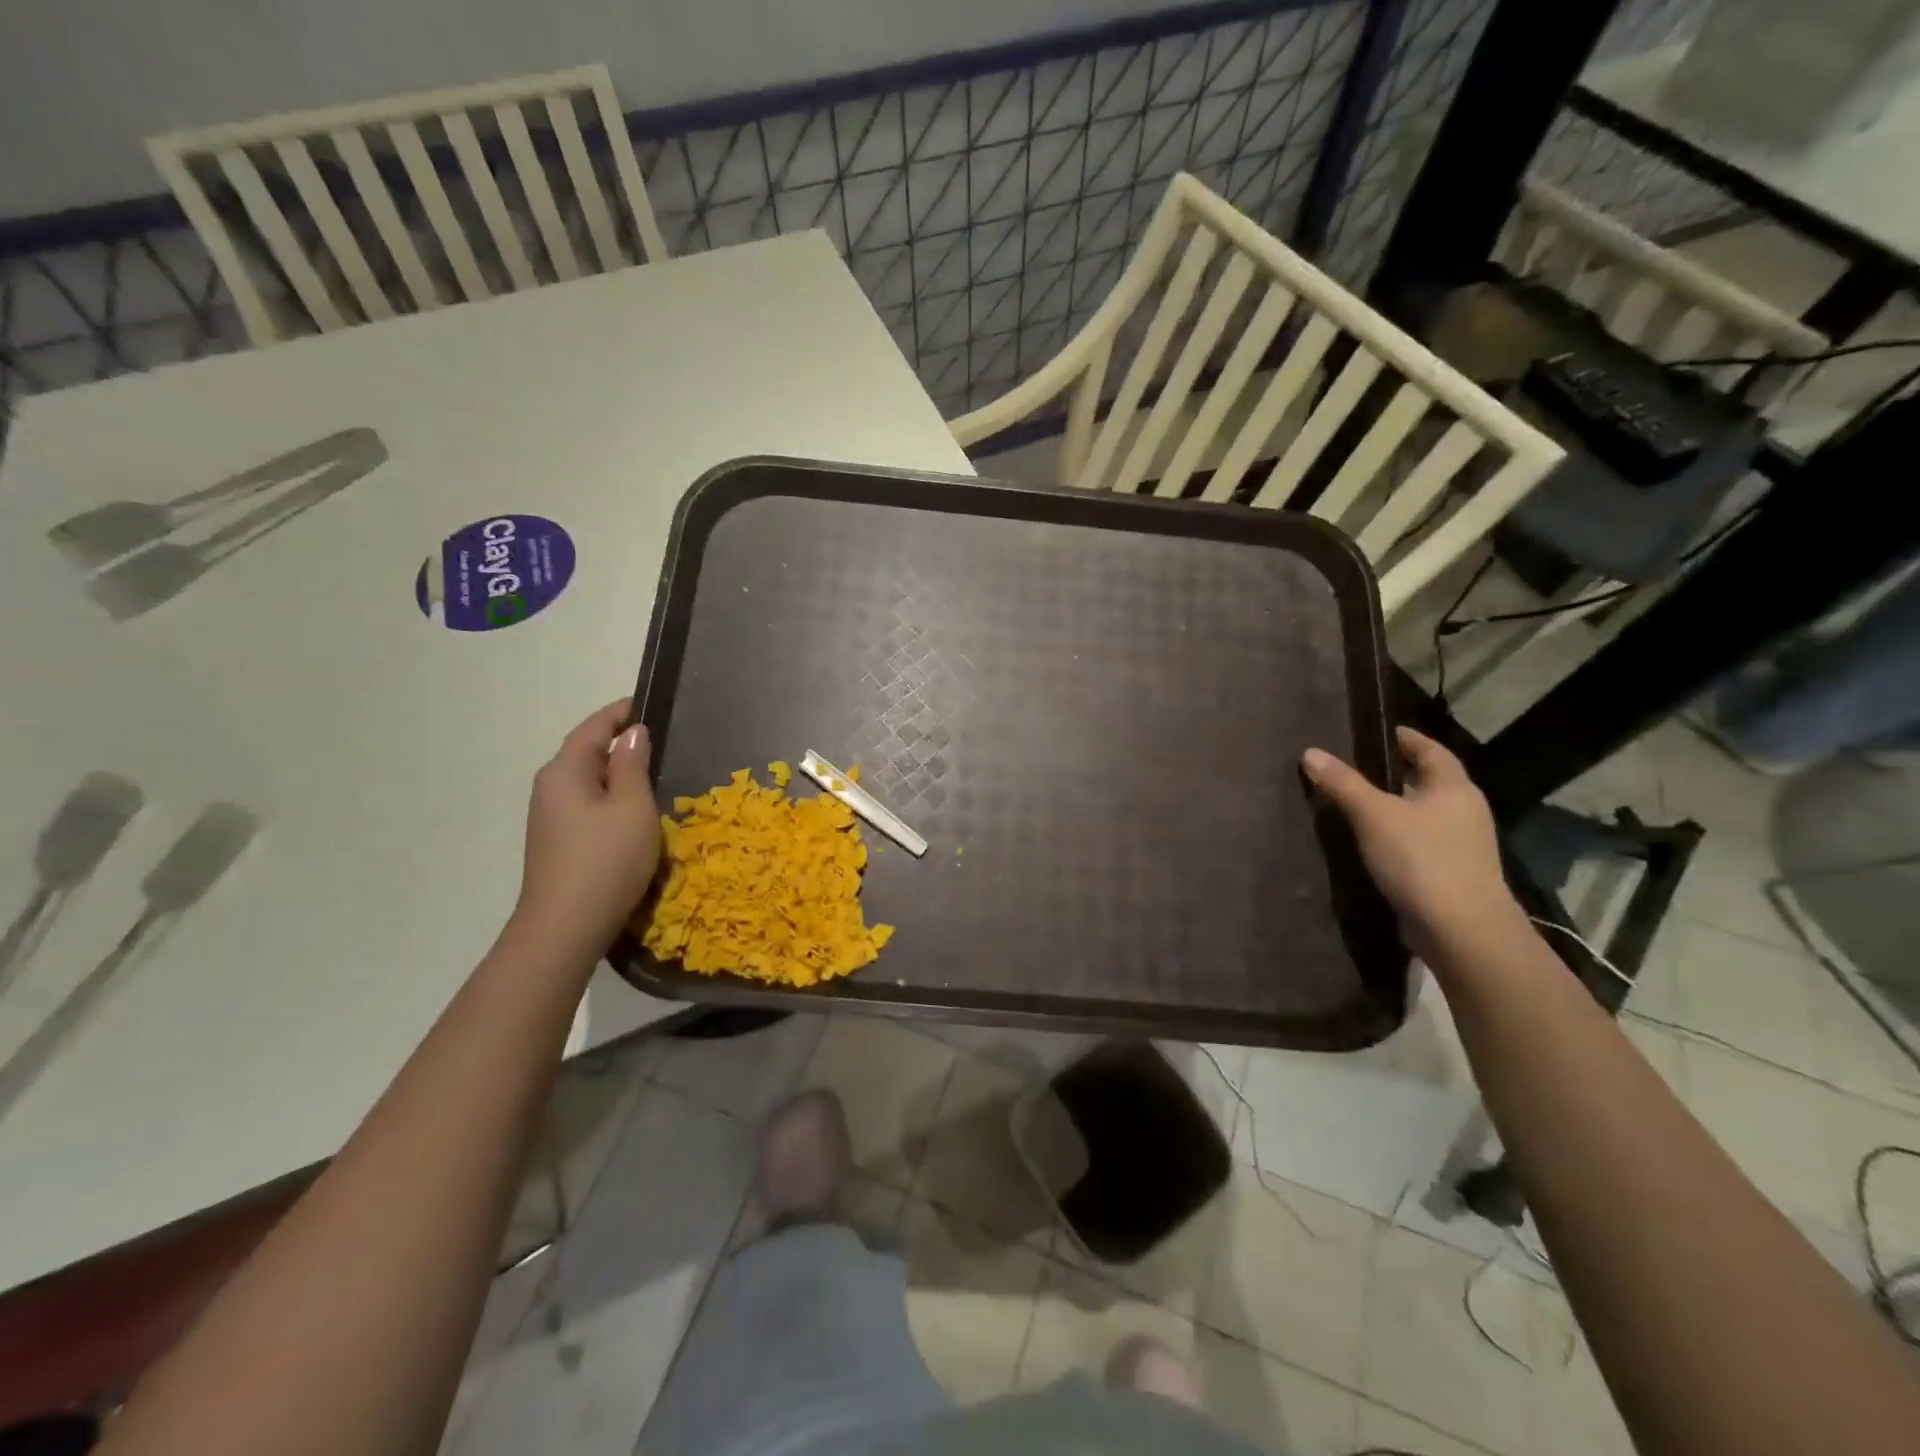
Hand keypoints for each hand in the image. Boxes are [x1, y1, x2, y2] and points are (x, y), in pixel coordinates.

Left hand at [513, 699, 660, 958]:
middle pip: (586, 753)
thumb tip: (633, 733)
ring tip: (655, 773)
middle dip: (620, 743)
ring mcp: (550, 818)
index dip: (620, 713)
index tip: (649, 704)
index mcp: (564, 772)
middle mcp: (550, 789)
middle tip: (661, 740)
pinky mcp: (558, 843)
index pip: (593, 728)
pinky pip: (588, 806)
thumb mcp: (632, 807)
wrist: (565, 928)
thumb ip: (632, 765)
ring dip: (618, 773)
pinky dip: (611, 798)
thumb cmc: (605, 860)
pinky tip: (634, 812)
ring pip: (588, 782)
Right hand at [1301, 727, 1520, 960]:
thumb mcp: (1373, 815)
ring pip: (1427, 814)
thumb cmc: (1421, 859)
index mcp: (1454, 788)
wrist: (1461, 929)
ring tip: (1362, 805)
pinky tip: (1375, 844)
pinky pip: (1424, 843)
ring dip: (1400, 807)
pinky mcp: (1454, 874)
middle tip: (1364, 766)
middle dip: (1402, 773)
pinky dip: (1401, 836)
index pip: (1432, 751)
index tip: (1385, 733)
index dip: (1409, 739)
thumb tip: (1311, 752)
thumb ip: (1343, 783)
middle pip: (1432, 782)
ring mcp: (1464, 846)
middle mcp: (1466, 811)